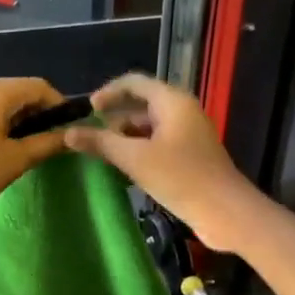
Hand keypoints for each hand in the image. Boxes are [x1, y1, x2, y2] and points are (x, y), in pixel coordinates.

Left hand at [0, 78, 70, 228]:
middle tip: (51, 141)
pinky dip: (0, 122)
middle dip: (38, 113)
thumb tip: (72, 136)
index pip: (39, 87)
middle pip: (18, 91)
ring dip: (19, 119)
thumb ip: (47, 143)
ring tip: (29, 148)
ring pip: (1, 101)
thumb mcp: (16, 159)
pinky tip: (3, 146)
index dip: (59, 105)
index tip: (69, 129)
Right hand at [63, 73, 261, 251]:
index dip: (109, 92)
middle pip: (142, 104)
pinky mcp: (190, 156)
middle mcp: (182, 111)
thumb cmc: (181, 178)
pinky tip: (124, 168)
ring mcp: (188, 134)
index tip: (87, 109)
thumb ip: (101, 143)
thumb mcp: (135, 159)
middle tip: (90, 135)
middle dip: (114, 117)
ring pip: (149, 126)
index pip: (135, 83)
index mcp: (172, 102)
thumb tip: (68, 133)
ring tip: (102, 152)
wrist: (225, 212)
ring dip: (125, 136)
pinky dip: (139, 150)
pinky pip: (158, 144)